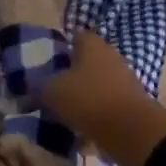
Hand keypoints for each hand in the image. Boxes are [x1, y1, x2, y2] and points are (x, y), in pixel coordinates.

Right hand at [43, 31, 165, 165]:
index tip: (46, 64)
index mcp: (92, 45)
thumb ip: (40, 87)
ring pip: (95, 85)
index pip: (75, 36)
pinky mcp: (130, 102)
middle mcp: (110, 56)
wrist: (130, 130)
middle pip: (85, 62)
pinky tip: (81, 130)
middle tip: (51, 91)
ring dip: (82, 97)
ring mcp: (123, 79)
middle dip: (70, 75)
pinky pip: (105, 105)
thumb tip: (34, 89)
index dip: (59, 48)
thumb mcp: (52, 92)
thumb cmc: (88, 99)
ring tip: (63, 113)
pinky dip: (94, 115)